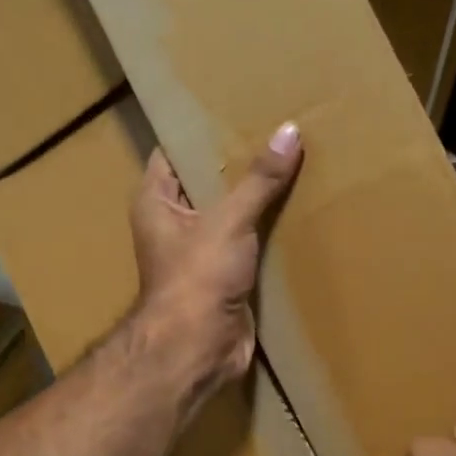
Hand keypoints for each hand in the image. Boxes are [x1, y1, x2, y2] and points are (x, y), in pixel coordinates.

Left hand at [129, 122, 302, 405]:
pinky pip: (248, 243)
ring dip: (258, 198)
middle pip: (207, 182)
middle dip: (239, 162)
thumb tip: (289, 131)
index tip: (236, 106)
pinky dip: (268, 230)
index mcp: (156, 201)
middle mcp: (173, 223)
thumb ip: (259, 179)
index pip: (174, 152)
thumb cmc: (197, 278)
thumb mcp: (228, 220)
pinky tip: (299, 209)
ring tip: (295, 161)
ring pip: (231, 214)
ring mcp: (199, 251)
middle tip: (277, 129)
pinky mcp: (224, 276)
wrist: (198, 349)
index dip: (201, 131)